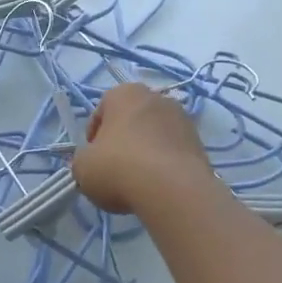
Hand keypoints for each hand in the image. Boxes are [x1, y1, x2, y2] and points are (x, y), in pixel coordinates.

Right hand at [72, 84, 215, 215]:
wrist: (171, 189)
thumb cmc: (118, 167)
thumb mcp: (82, 167)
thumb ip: (83, 160)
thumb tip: (94, 163)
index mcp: (124, 94)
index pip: (100, 113)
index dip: (92, 139)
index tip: (92, 160)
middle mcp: (156, 97)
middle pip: (130, 121)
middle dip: (122, 142)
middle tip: (113, 169)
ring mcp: (182, 118)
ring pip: (153, 136)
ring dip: (144, 152)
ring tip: (137, 181)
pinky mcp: (199, 143)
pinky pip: (172, 152)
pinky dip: (163, 164)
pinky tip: (156, 185)